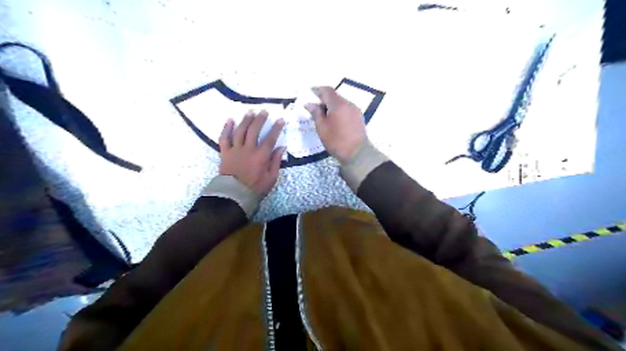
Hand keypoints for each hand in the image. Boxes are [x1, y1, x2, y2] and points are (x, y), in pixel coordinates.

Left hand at [218, 109, 286, 197]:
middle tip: (264, 111)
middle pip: (254, 130)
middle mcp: (248, 149)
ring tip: (250, 112)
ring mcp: (235, 150)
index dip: (276, 128)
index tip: (280, 120)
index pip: (270, 139)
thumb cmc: (255, 188)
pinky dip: (227, 128)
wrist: (234, 195)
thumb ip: (276, 162)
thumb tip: (281, 148)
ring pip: (240, 131)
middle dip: (260, 119)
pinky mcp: (225, 152)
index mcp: (261, 156)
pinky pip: (224, 138)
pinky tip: (230, 120)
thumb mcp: (271, 178)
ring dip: (246, 120)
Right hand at [307, 86, 367, 162]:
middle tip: (314, 106)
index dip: (317, 90)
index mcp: (338, 105)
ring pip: (341, 102)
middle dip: (324, 98)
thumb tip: (309, 104)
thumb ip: (315, 113)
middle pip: (334, 96)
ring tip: (323, 115)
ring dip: (331, 105)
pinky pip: (346, 109)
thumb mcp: (322, 128)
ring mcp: (355, 110)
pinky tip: (334, 120)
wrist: (358, 154)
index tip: (309, 93)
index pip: (327, 90)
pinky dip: (338, 110)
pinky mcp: (359, 117)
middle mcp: (348, 104)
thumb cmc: (337, 141)